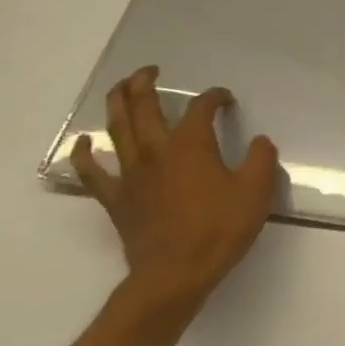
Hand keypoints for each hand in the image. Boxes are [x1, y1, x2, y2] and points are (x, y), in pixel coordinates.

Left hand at [70, 66, 280, 316]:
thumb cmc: (219, 230)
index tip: (225, 99)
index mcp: (192, 145)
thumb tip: (259, 141)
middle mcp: (157, 150)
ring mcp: (131, 174)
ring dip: (116, 103)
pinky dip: (84, 153)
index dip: (214, 97)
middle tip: (150, 71)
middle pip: (144, 106)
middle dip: (146, 83)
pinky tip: (84, 142)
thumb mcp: (256, 192)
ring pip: (117, 128)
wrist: (176, 275)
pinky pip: (92, 171)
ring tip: (120, 87)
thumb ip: (260, 159)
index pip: (200, 108)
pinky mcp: (116, 198)